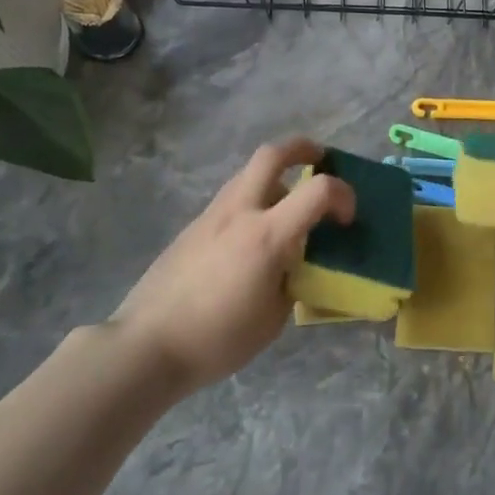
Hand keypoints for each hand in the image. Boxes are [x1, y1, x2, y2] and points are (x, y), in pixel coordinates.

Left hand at [108, 138, 354, 393]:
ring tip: (287, 205)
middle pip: (272, 154)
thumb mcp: (274, 318)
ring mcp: (211, 216)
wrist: (147, 345)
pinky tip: (253, 237)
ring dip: (276, 176)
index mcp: (267, 235)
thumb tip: (295, 262)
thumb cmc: (218, 339)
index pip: (319, 190)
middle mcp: (240, 212)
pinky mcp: (192, 227)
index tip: (347, 218)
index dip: (344, 195)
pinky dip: (253, 200)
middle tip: (320, 160)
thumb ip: (292, 279)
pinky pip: (231, 198)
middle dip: (302, 148)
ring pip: (248, 174)